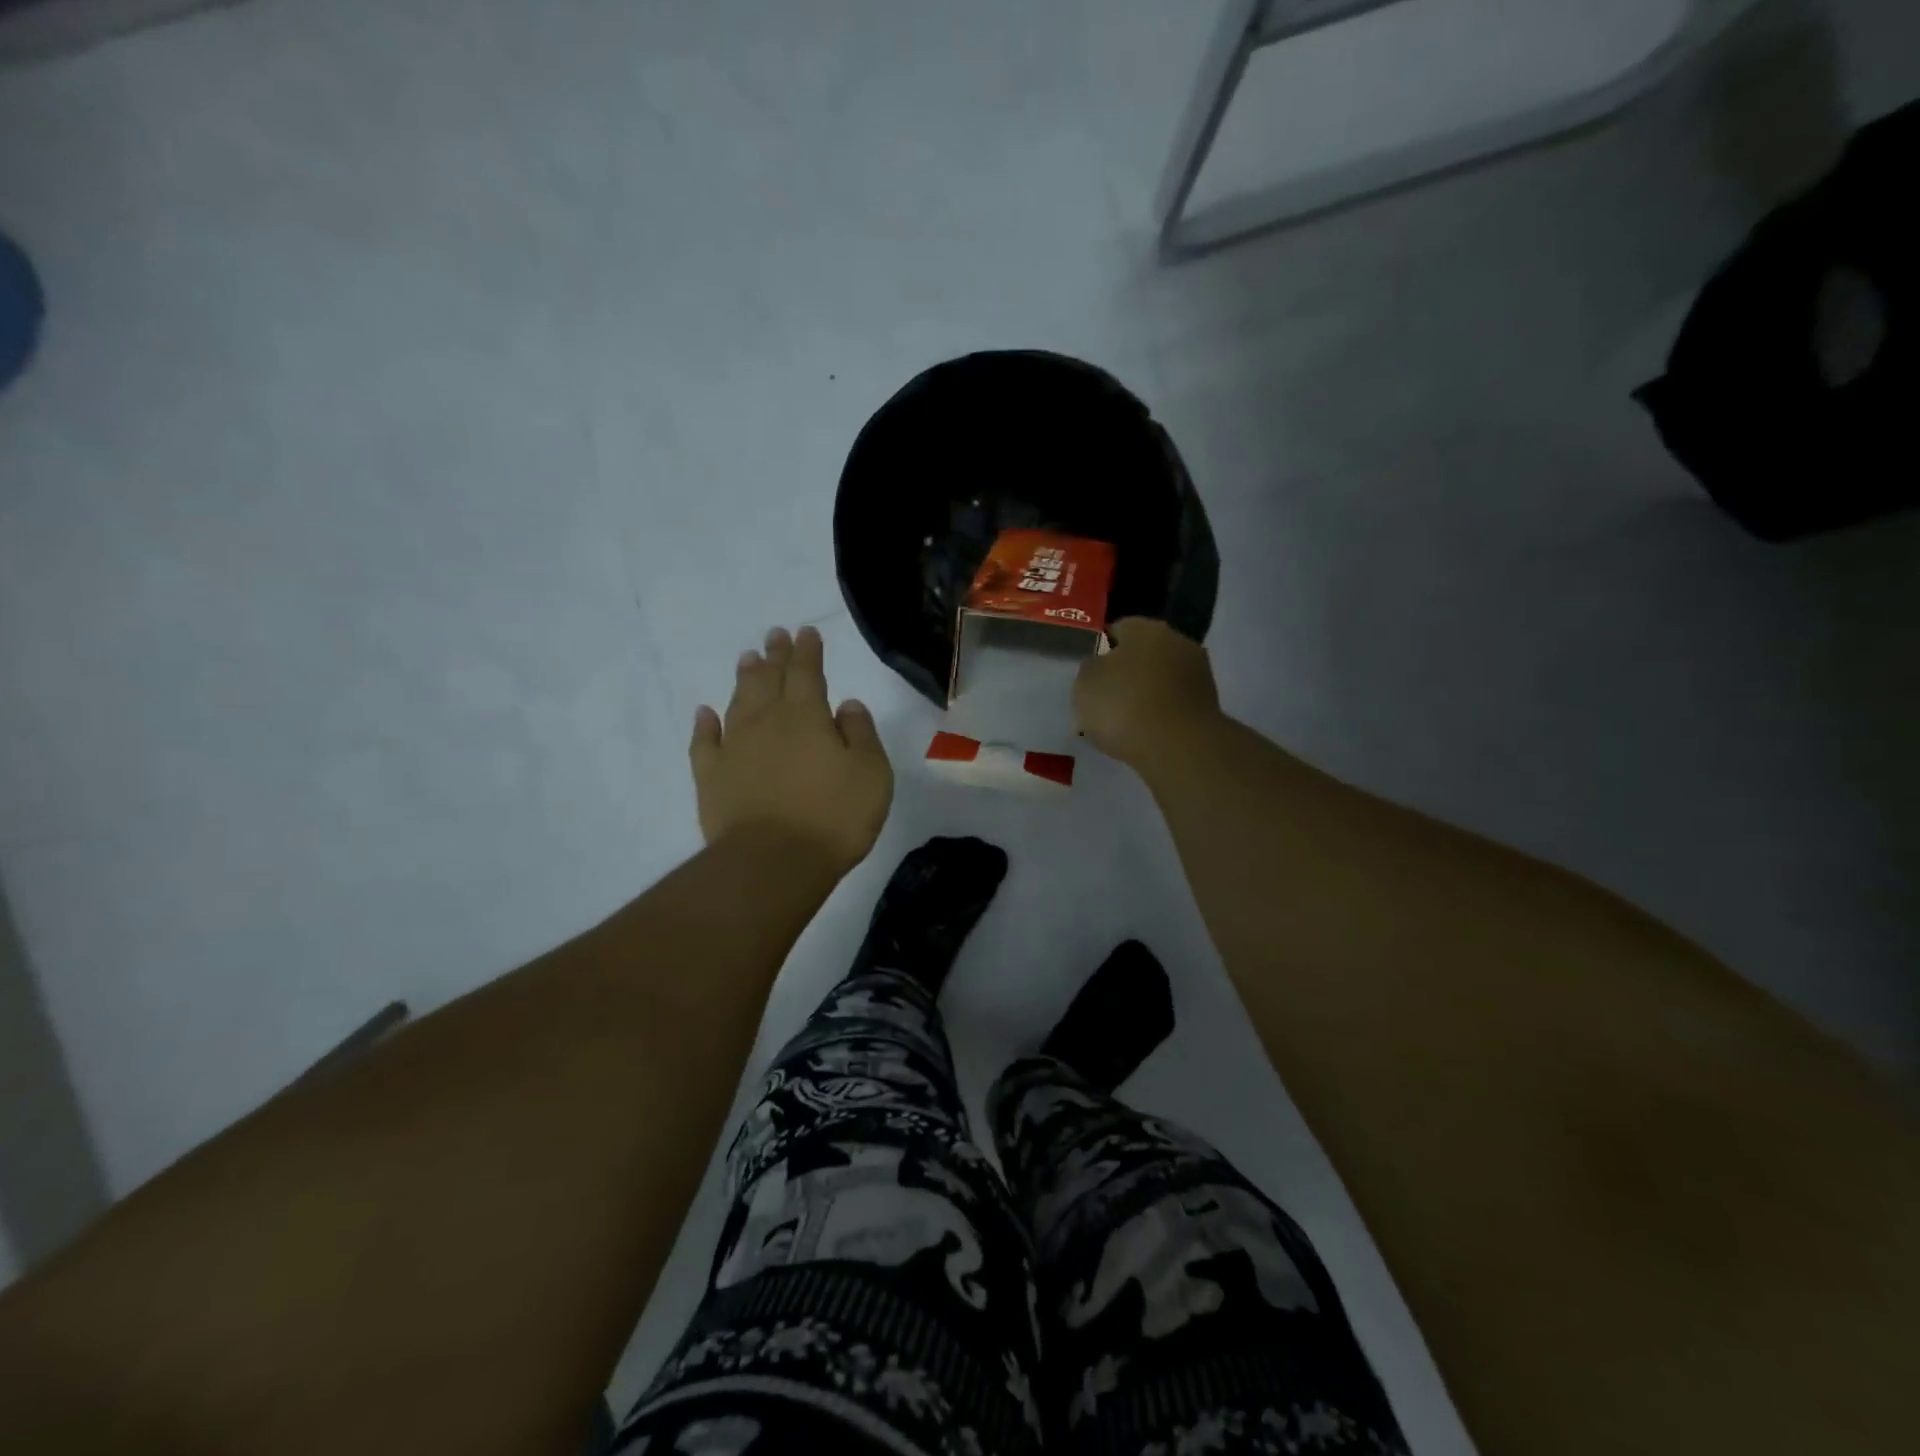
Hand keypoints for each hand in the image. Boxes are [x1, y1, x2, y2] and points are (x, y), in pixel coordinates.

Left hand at [691, 625, 893, 874]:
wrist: (772, 862)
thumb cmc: (833, 817)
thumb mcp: (871, 773)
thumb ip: (861, 734)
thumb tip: (847, 705)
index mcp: (807, 716)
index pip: (807, 672)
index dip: (807, 651)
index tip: (806, 632)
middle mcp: (767, 722)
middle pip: (769, 679)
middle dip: (775, 655)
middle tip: (774, 634)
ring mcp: (734, 748)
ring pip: (738, 702)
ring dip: (744, 678)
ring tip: (747, 659)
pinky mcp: (711, 777)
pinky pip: (704, 741)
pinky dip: (704, 724)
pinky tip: (704, 713)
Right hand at [1074, 617, 1222, 767]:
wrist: (1178, 747)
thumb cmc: (1123, 706)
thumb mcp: (1085, 684)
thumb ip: (1091, 668)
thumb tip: (1101, 664)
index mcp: (1145, 628)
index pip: (1117, 630)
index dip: (1100, 651)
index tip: (1090, 676)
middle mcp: (1177, 641)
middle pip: (1143, 653)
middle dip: (1127, 673)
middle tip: (1106, 700)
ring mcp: (1198, 672)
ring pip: (1161, 679)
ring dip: (1146, 694)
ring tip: (1124, 722)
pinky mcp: (1209, 703)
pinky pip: (1174, 703)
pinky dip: (1161, 714)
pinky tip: (1146, 733)